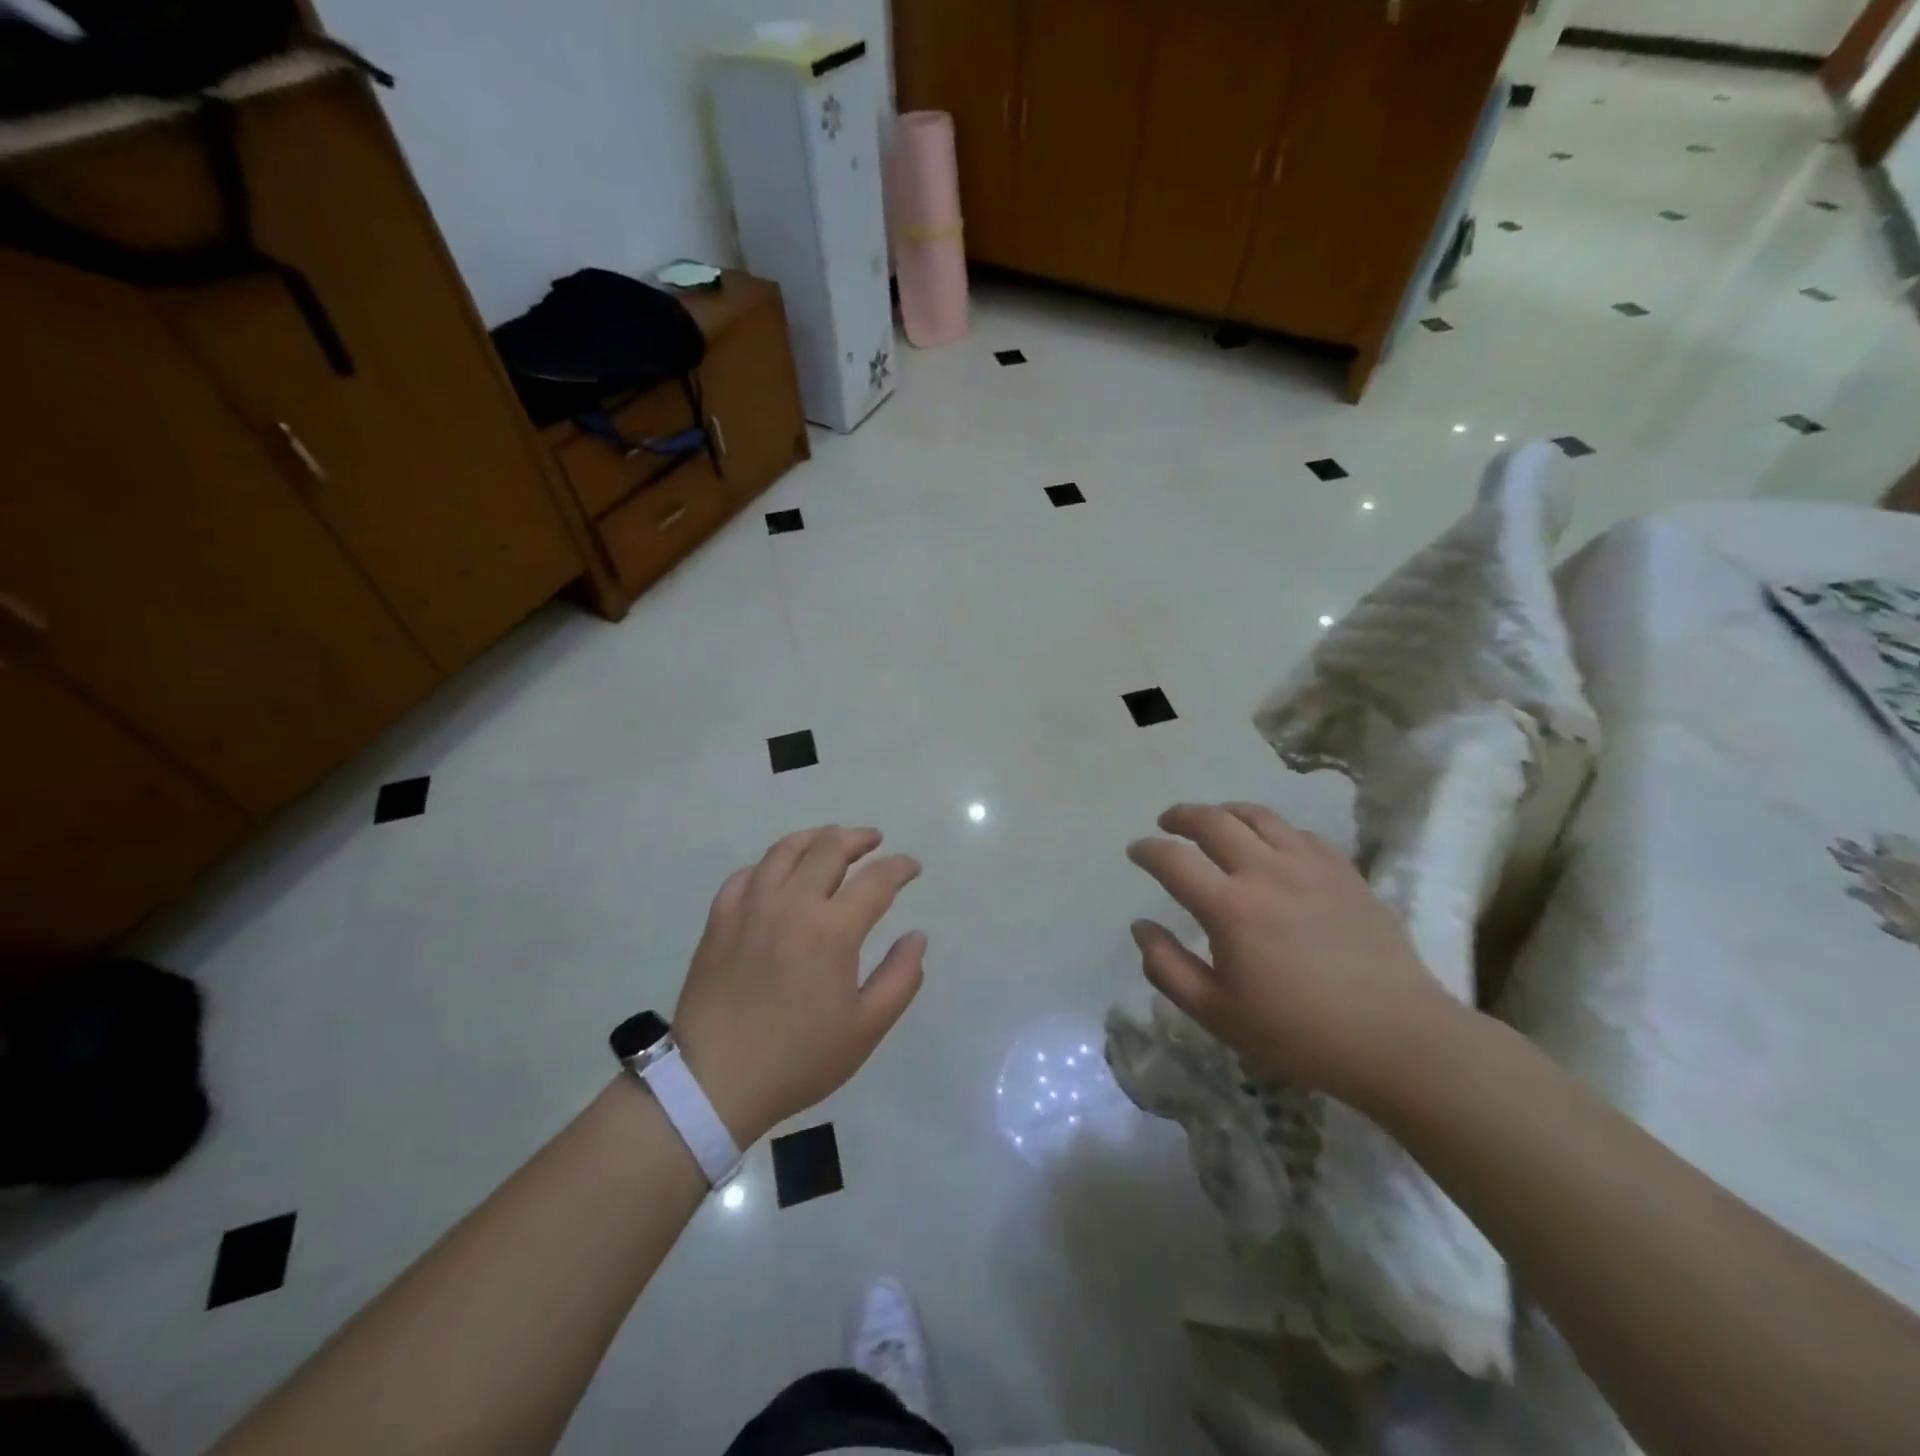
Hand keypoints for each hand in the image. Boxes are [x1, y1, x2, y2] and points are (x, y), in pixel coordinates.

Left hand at [672, 827, 925, 1144]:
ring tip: (831, 839)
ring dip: (815, 838)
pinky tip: (778, 872)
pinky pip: (746, 874)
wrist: (714, 1082)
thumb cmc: (798, 1059)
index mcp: (832, 930)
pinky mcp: (719, 919)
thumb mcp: (865, 1029)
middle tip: (874, 841)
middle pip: (830, 849)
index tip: (912, 867)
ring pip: (785, 850)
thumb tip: (918, 937)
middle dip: (859, 838)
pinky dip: (769, 864)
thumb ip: (900, 978)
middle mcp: (792, 904)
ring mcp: (750, 907)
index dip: (900, 867)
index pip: (876, 879)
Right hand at [1126, 802, 1461, 1107]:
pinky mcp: (1344, 871)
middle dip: (1181, 816)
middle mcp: (1266, 872)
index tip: (1137, 851)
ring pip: (1258, 816)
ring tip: (1214, 821)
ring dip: (1225, 812)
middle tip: (1168, 823)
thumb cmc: (1298, 1034)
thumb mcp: (1217, 1014)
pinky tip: (1270, 845)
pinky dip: (1271, 829)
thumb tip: (1141, 926)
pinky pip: (1299, 832)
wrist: (1397, 1039)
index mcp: (1230, 907)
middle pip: (1213, 821)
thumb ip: (1167, 967)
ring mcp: (1310, 866)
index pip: (1173, 859)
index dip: (1147, 850)